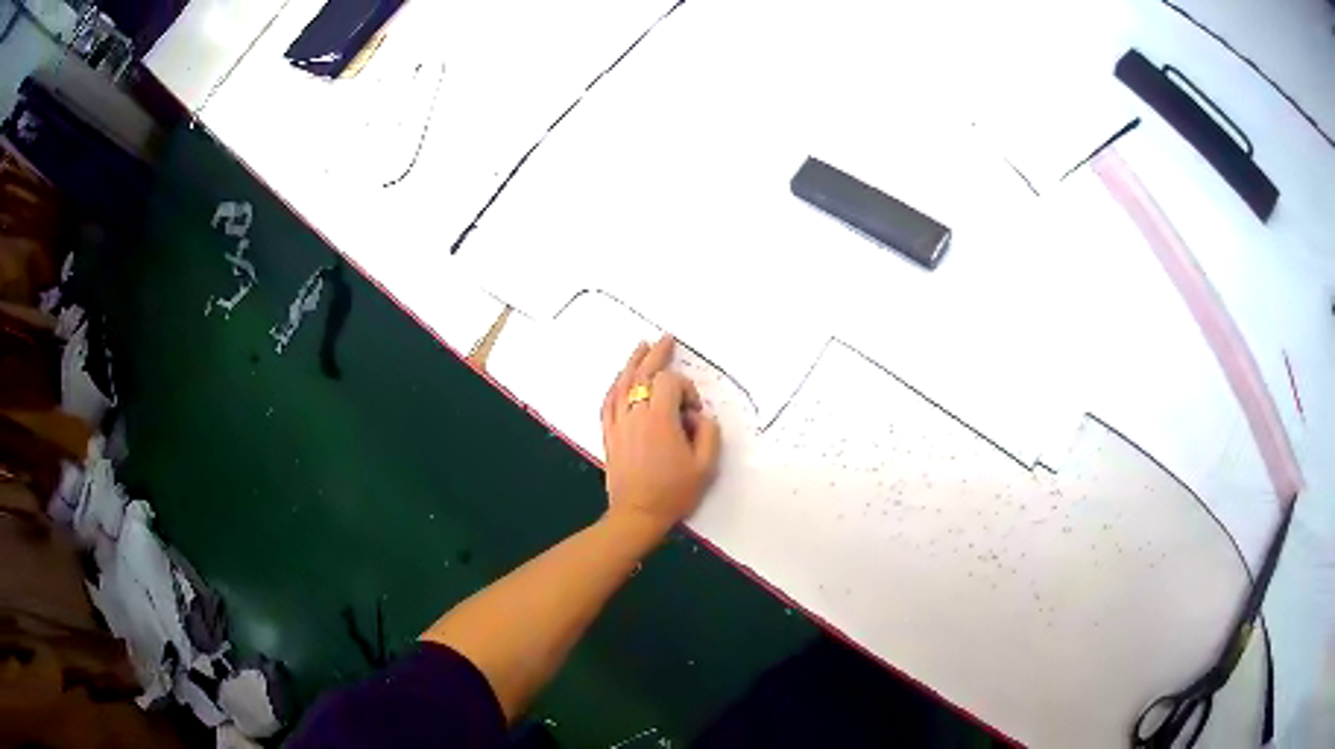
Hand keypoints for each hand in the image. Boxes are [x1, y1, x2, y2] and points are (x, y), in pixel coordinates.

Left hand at [600, 335, 721, 539]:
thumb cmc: (674, 492)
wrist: (638, 513)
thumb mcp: (705, 466)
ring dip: (633, 363)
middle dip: (656, 354)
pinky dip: (614, 385)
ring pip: (622, 383)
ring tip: (641, 347)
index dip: (686, 389)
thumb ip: (708, 433)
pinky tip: (619, 379)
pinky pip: (608, 401)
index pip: (669, 383)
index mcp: (659, 419)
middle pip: (643, 373)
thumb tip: (698, 416)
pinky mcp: (609, 433)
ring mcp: (618, 423)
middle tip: (665, 339)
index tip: (693, 412)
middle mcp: (635, 414)